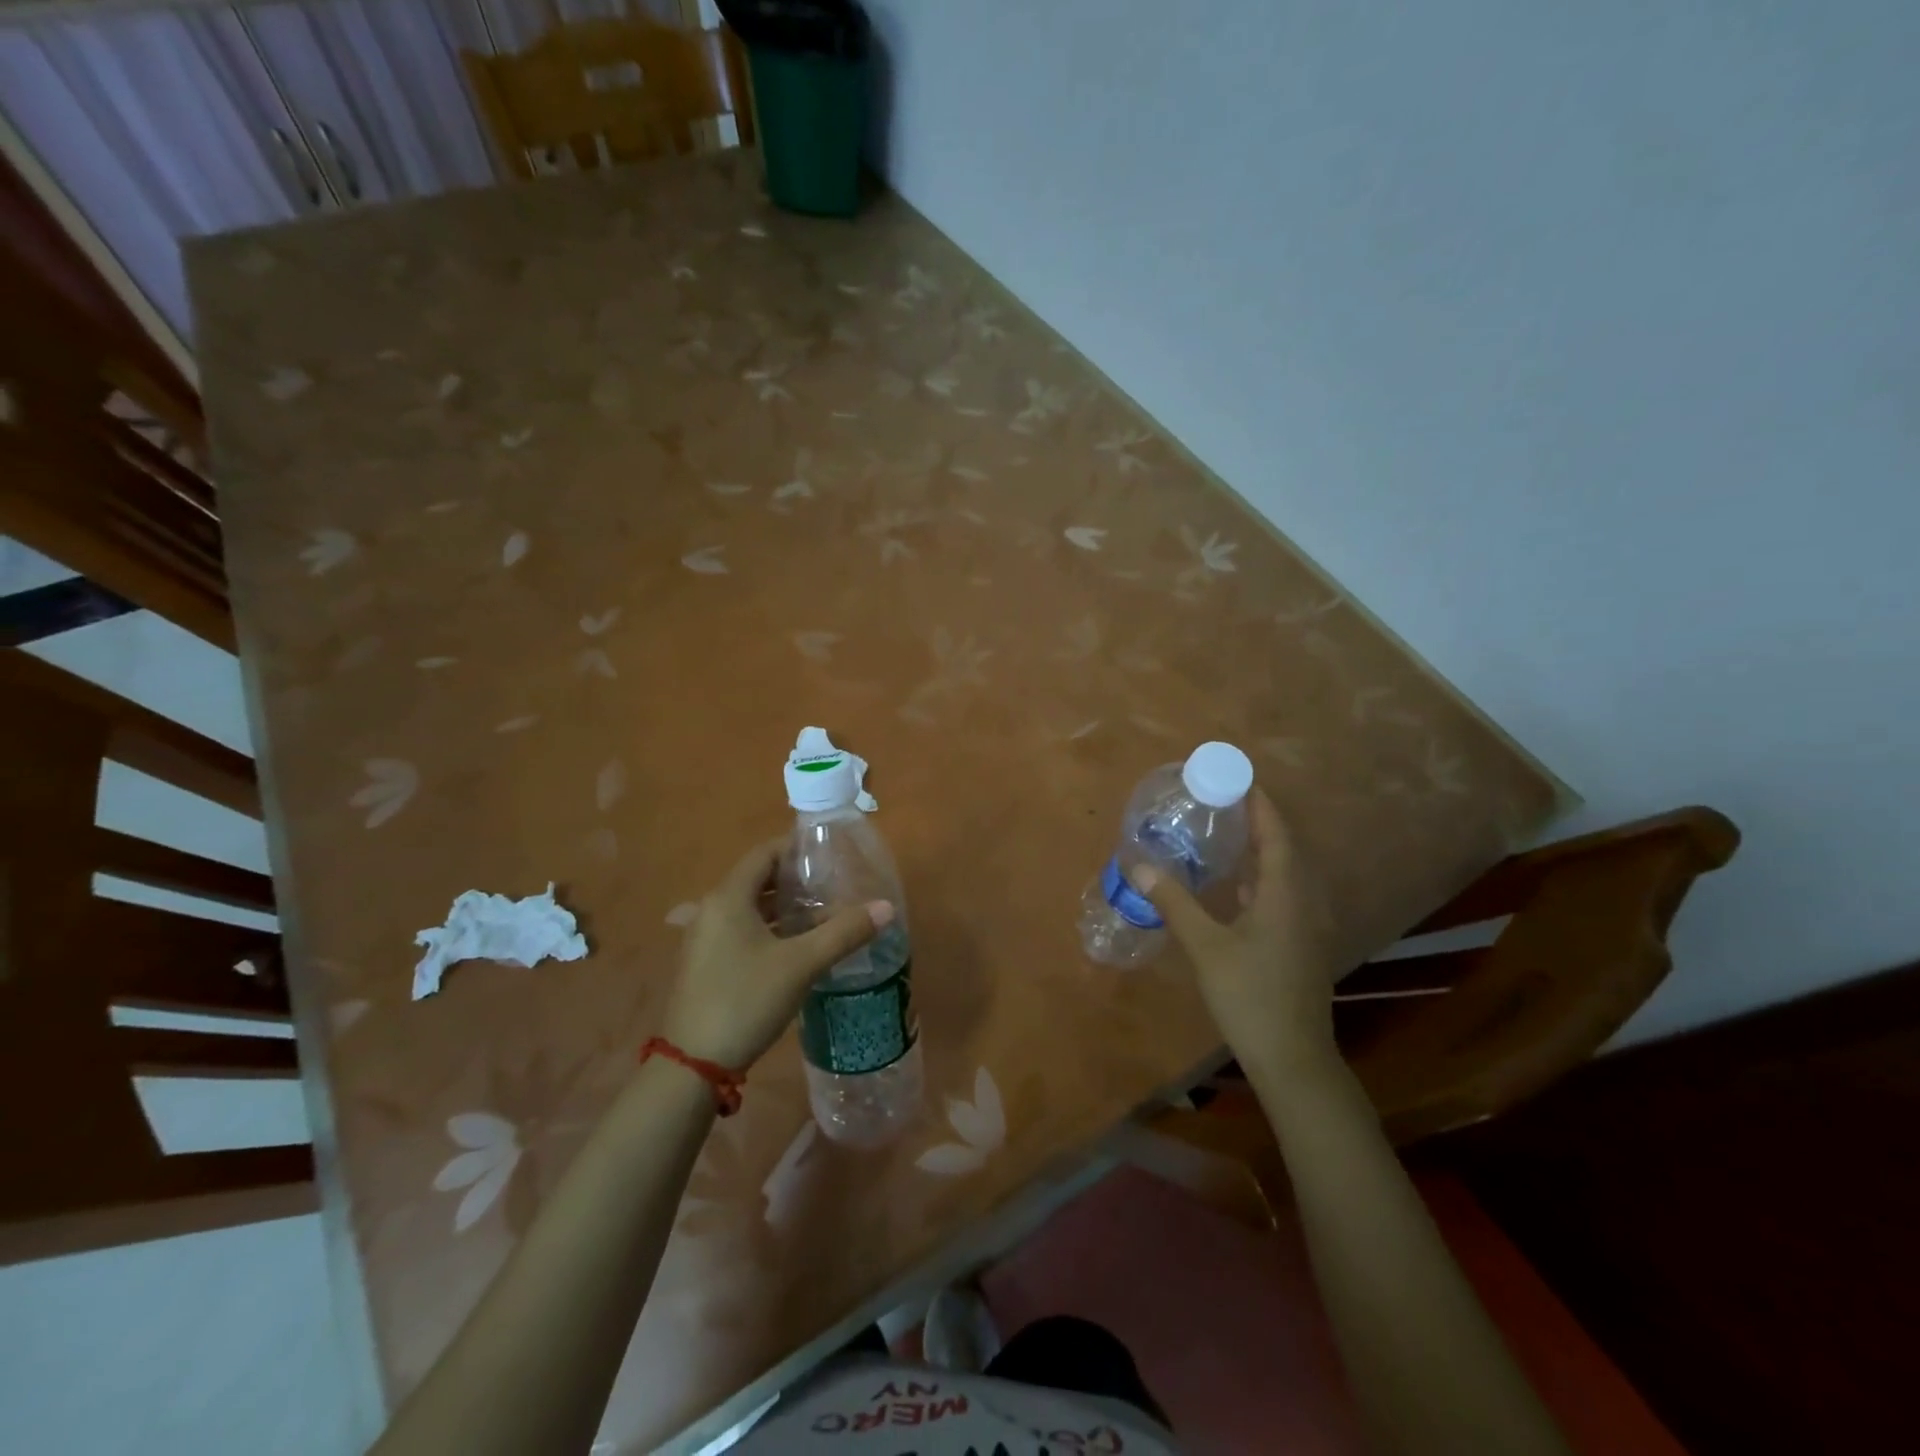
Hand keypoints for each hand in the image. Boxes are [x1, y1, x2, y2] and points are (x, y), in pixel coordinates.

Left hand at [660, 837, 890, 1070]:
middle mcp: (711, 909)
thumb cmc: (746, 1000)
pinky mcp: (706, 963)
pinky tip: (798, 946)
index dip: (796, 848)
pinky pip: (742, 931)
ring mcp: (705, 939)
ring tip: (824, 912)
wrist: (693, 1064)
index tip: (830, 853)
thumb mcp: (801, 964)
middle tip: (834, 883)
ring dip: (785, 908)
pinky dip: (770, 929)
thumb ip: (844, 932)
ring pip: (750, 908)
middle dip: (796, 880)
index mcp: (728, 898)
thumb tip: (887, 907)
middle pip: (758, 880)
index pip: (764, 854)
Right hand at [1136, 790, 1342, 1081]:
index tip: (1238, 777)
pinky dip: (1261, 880)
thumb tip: (1138, 863)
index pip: (1276, 833)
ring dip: (1262, 851)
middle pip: (1285, 849)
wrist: (1292, 1058)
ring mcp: (1305, 927)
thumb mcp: (1205, 945)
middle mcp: (1302, 902)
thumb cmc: (1250, 995)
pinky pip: (1282, 896)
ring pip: (1285, 875)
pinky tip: (1237, 887)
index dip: (1260, 803)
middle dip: (1259, 822)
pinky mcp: (1299, 946)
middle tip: (1225, 802)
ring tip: (1229, 834)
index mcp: (1285, 893)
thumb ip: (1173, 901)